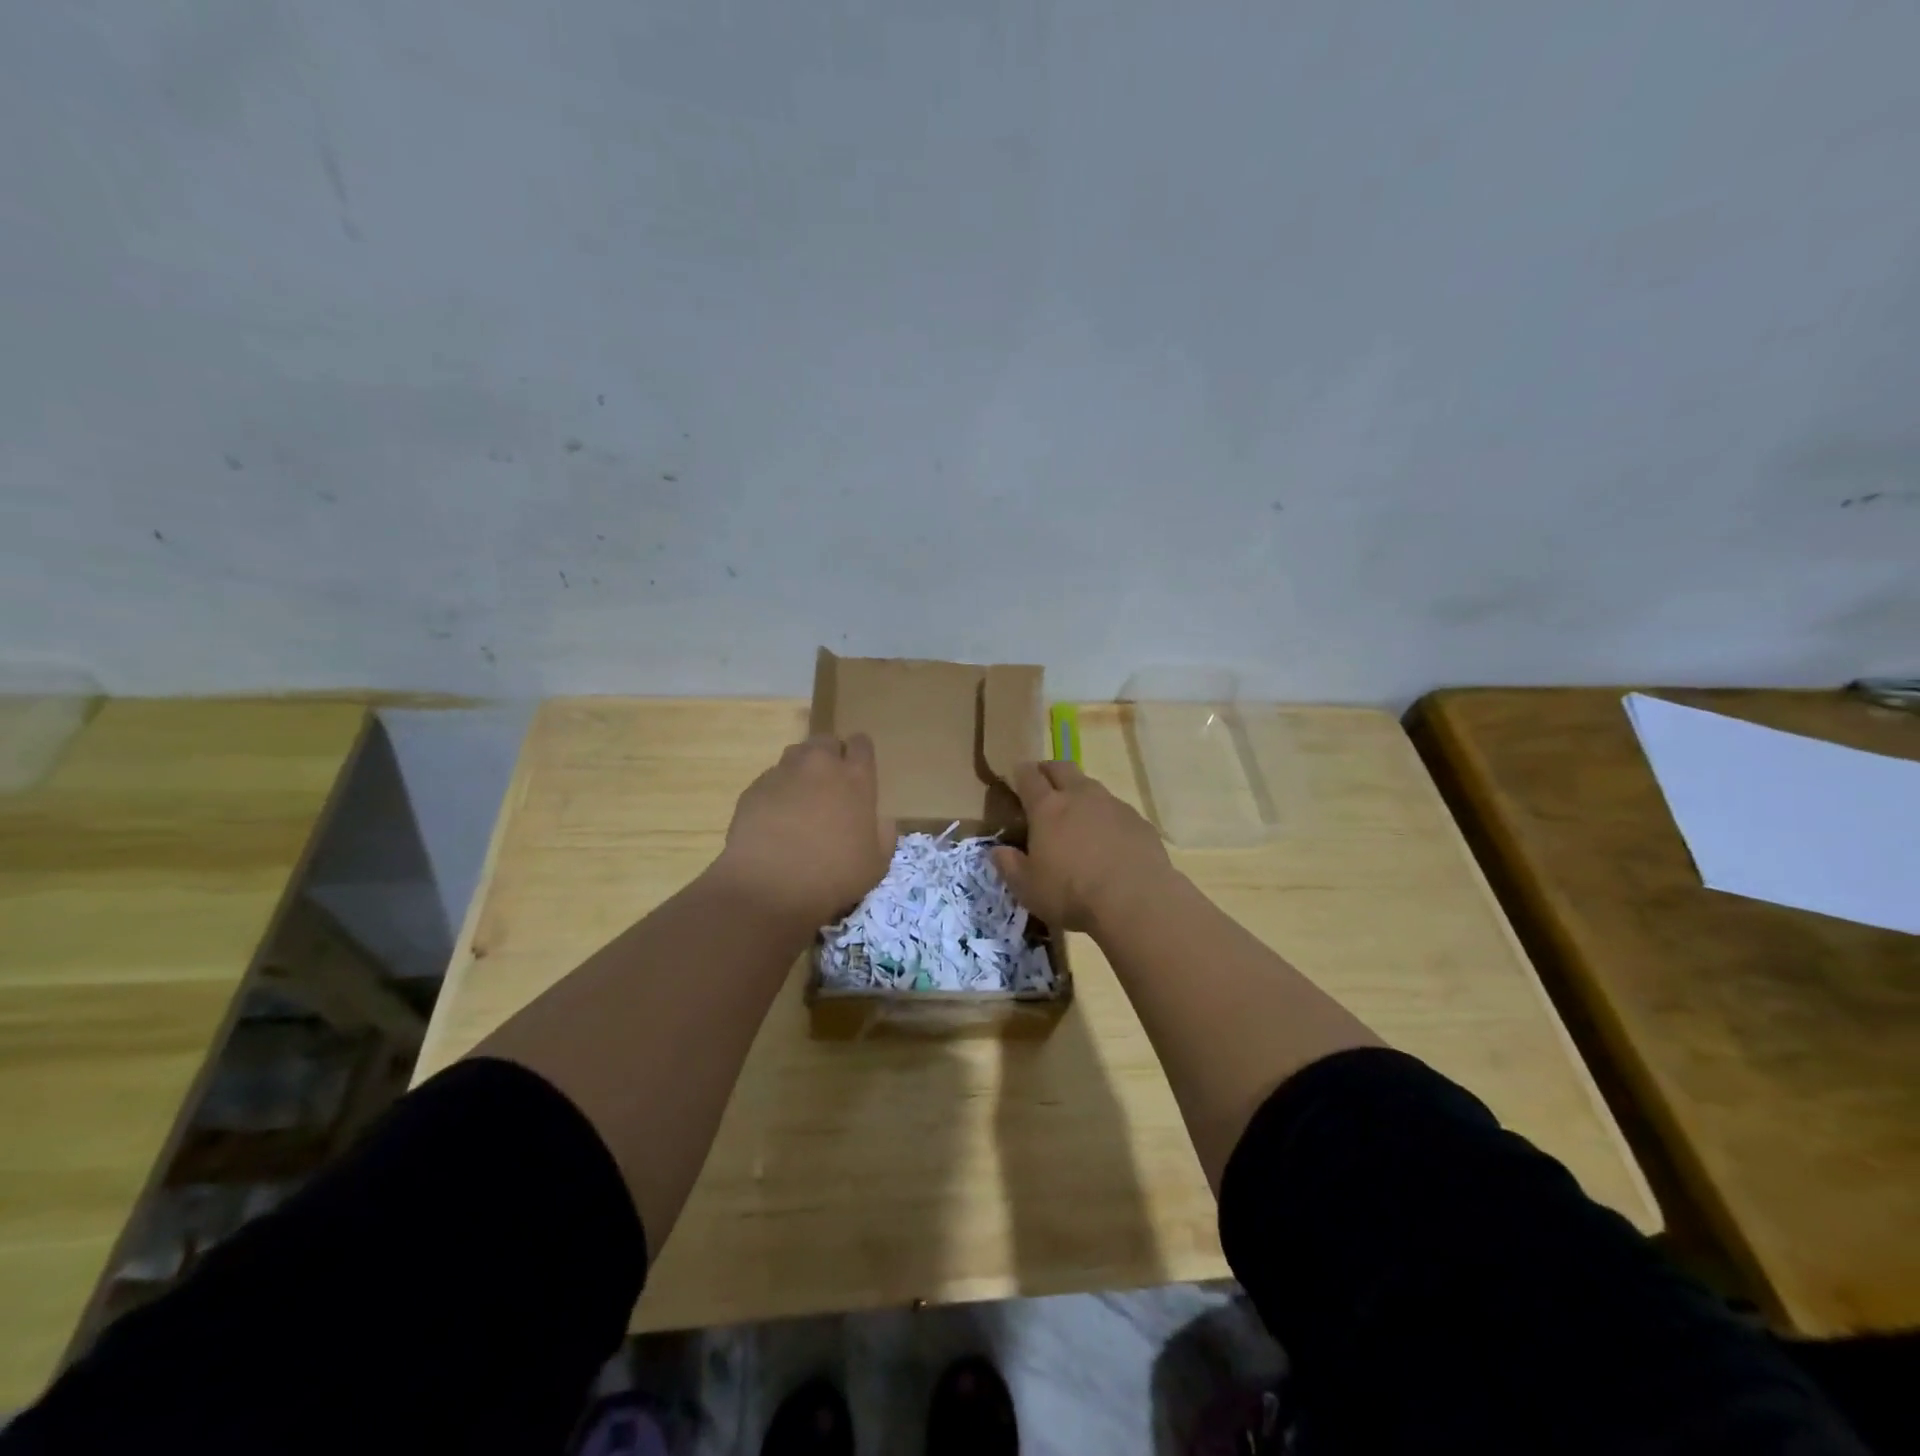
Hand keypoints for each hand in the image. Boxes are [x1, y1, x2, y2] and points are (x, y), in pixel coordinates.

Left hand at [713, 734, 894, 928]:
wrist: (769, 886)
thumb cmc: (833, 875)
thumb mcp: (876, 864)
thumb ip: (884, 834)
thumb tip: (881, 821)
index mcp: (855, 778)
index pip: (861, 744)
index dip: (860, 754)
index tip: (859, 771)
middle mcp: (819, 765)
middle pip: (827, 741)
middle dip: (831, 755)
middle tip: (831, 785)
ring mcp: (784, 773)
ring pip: (796, 755)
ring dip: (803, 769)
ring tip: (802, 798)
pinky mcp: (754, 788)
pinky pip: (771, 779)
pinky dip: (778, 790)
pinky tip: (776, 818)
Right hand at [991, 760, 1172, 932]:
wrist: (1136, 901)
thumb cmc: (1071, 893)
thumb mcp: (1028, 888)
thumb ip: (1009, 866)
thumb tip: (997, 851)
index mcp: (1047, 807)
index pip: (1028, 776)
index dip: (1019, 774)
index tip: (1015, 777)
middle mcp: (1080, 795)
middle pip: (1061, 767)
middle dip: (1048, 770)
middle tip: (1042, 784)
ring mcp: (1113, 804)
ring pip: (1091, 785)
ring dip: (1079, 792)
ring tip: (1076, 815)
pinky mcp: (1138, 820)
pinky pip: (1116, 809)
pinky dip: (1106, 816)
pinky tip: (1107, 839)